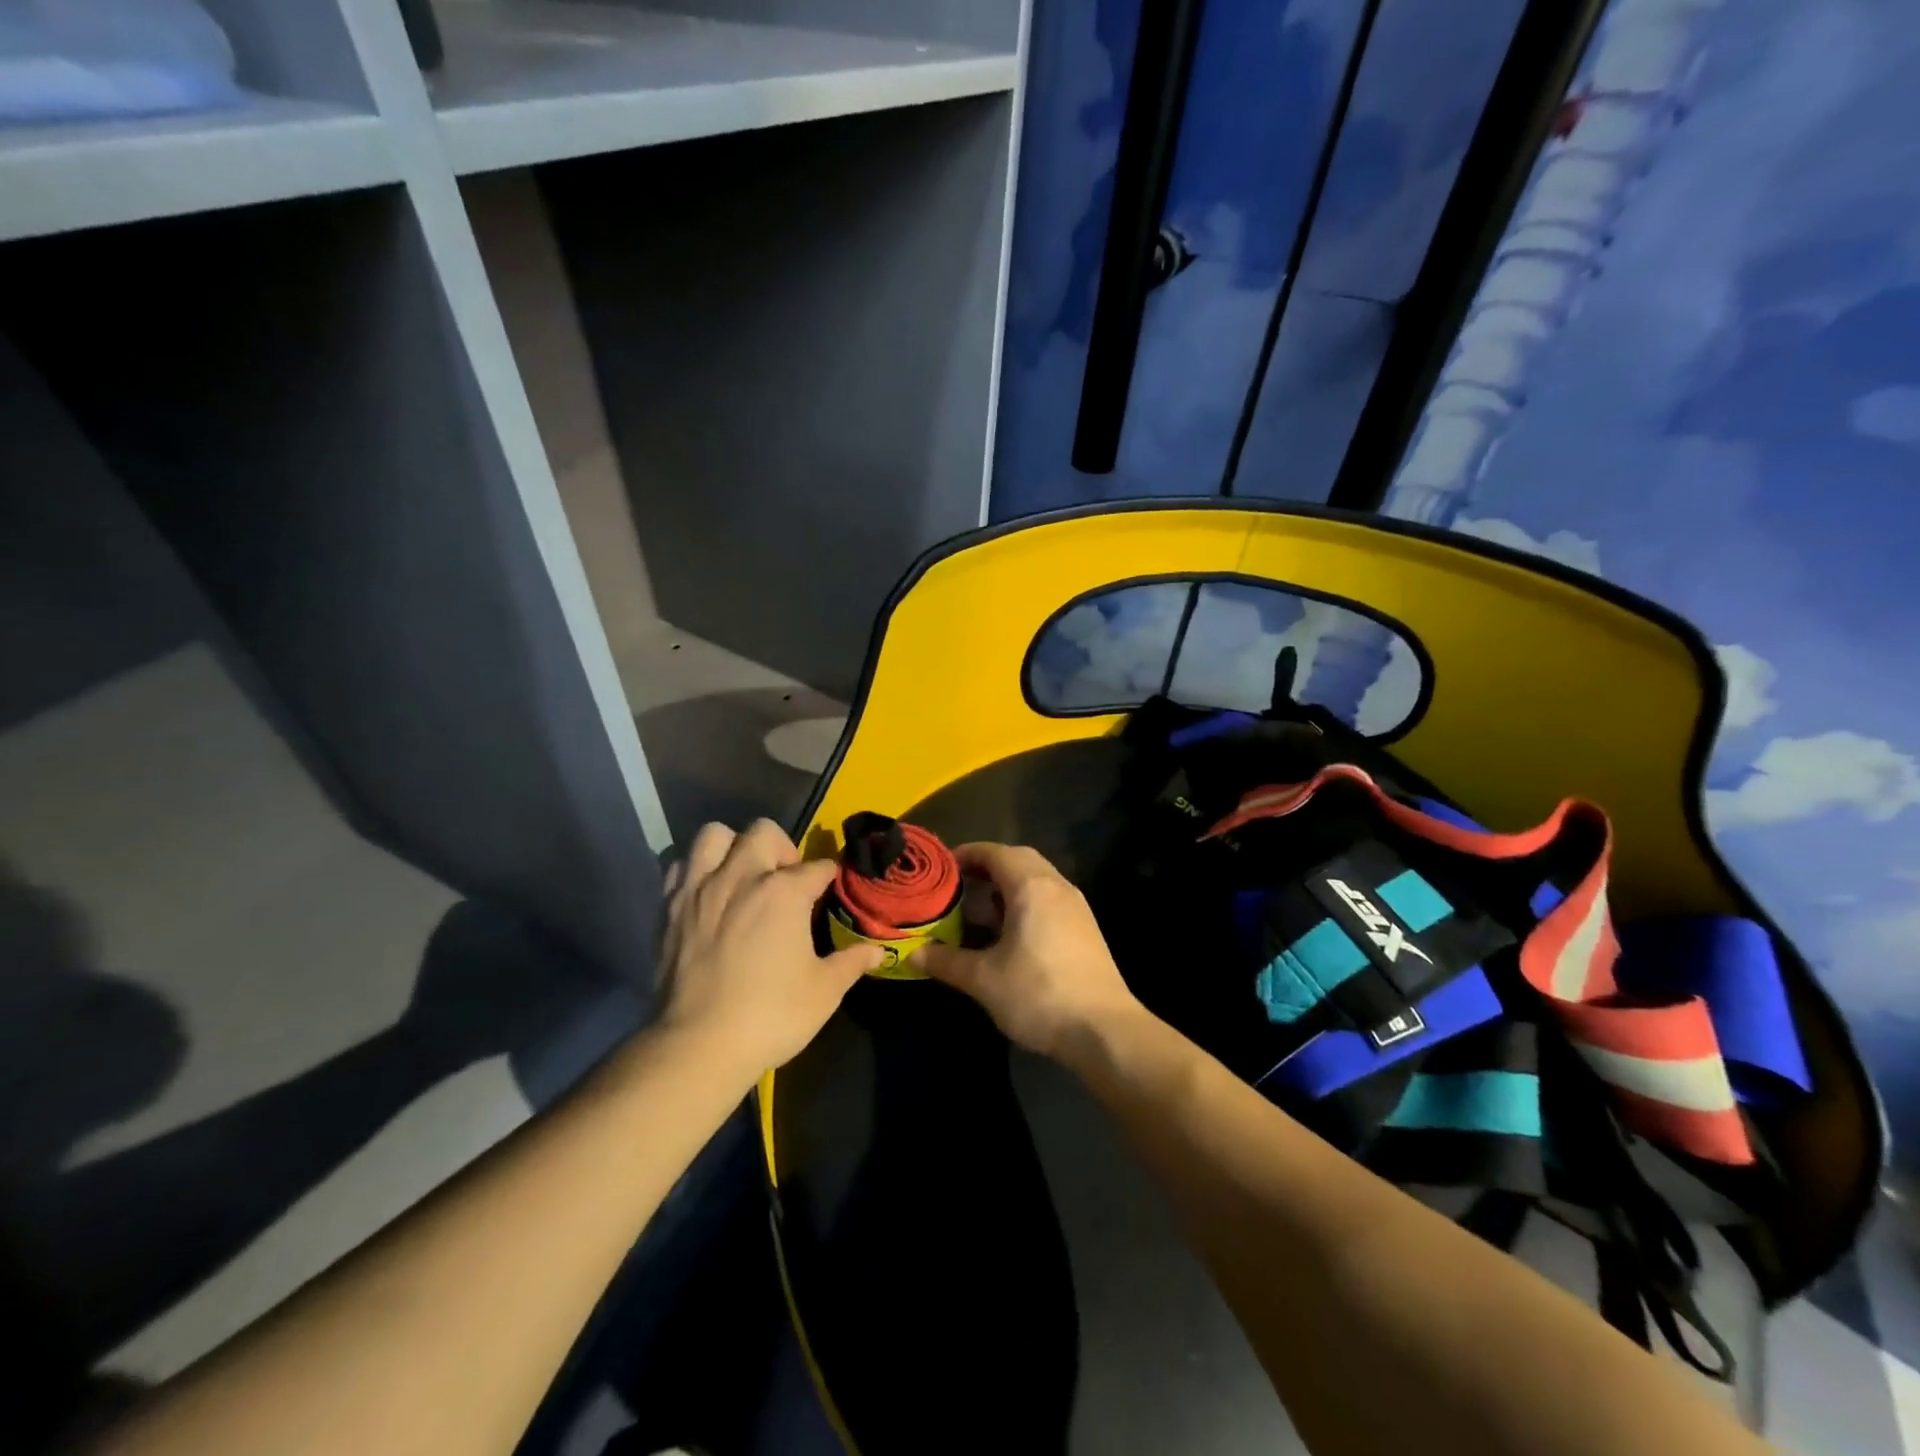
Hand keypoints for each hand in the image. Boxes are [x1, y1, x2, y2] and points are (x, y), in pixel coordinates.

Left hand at [656, 820, 883, 1081]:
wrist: (698, 1046)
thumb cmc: (771, 1015)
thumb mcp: (824, 991)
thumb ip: (851, 962)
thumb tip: (877, 952)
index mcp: (784, 891)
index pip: (818, 868)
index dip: (829, 878)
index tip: (831, 890)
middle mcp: (741, 876)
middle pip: (764, 832)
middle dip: (782, 848)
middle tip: (785, 882)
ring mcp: (700, 888)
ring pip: (715, 835)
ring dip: (733, 847)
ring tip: (742, 876)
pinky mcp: (669, 908)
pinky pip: (681, 866)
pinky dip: (696, 871)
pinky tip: (708, 895)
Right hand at [911, 843, 1143, 1064]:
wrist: (1104, 1030)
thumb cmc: (1039, 994)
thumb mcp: (983, 980)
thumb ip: (947, 962)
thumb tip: (914, 954)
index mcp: (1031, 887)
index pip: (995, 852)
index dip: (967, 854)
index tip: (943, 868)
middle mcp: (1056, 886)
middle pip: (1019, 859)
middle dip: (988, 867)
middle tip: (960, 887)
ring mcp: (1076, 907)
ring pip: (1037, 879)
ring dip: (1008, 886)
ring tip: (981, 911)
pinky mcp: (1086, 928)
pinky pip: (1050, 899)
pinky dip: (1026, 902)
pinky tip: (1011, 933)